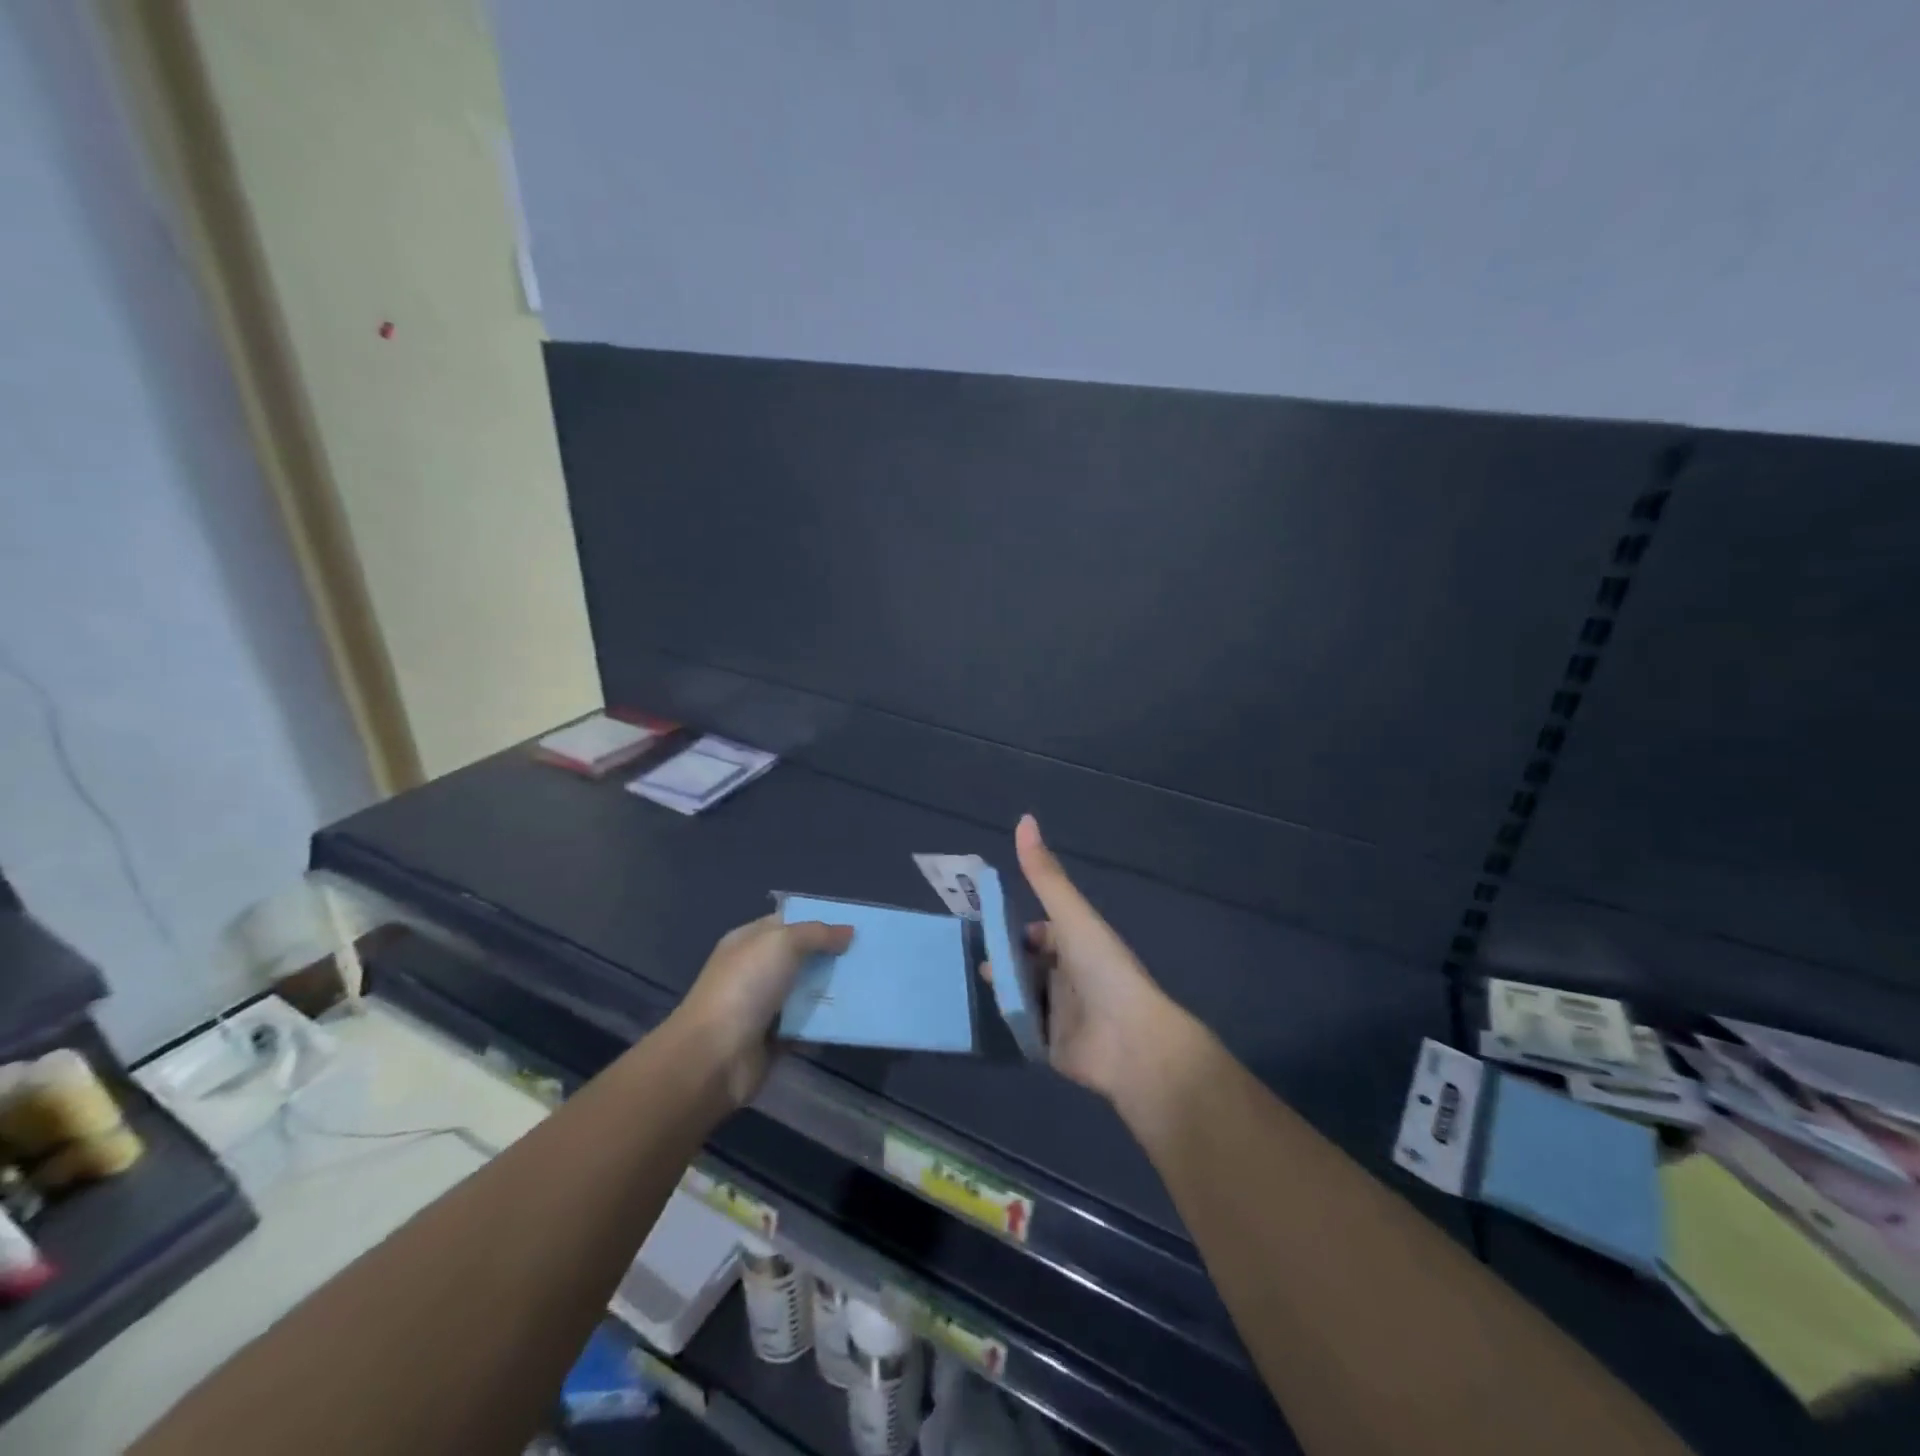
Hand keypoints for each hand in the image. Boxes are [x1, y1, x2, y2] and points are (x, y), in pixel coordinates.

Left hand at [673, 914, 852, 1106]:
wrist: (714, 1056)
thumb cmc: (745, 986)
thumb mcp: (782, 943)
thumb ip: (817, 933)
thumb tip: (848, 932)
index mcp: (749, 941)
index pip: (788, 922)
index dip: (818, 920)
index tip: (854, 925)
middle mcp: (756, 970)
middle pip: (801, 957)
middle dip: (832, 956)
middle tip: (869, 956)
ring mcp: (764, 1006)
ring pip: (806, 992)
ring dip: (832, 990)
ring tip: (870, 986)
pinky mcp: (774, 1039)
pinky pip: (807, 1025)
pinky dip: (825, 1024)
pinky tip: (854, 1017)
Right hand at [994, 815, 1201, 1116]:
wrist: (1130, 1041)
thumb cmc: (1102, 969)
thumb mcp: (1070, 915)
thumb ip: (1045, 875)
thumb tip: (1025, 818)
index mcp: (1078, 945)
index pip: (1043, 933)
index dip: (1018, 930)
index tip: (987, 928)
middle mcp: (1071, 976)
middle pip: (1030, 965)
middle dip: (1004, 961)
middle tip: (977, 963)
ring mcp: (1064, 1014)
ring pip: (1026, 997)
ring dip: (1004, 991)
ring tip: (975, 988)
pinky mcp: (1055, 1048)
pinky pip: (1026, 1031)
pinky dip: (1009, 1024)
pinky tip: (984, 1018)